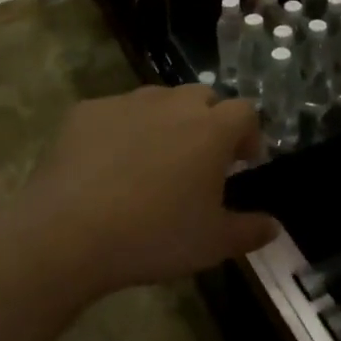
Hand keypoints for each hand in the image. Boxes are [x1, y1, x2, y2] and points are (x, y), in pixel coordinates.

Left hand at [17, 85, 280, 297]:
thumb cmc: (153, 236)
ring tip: (153, 162)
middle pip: (203, 97)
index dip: (249, 135)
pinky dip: (121, 131)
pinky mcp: (87, 111)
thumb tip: (274, 226)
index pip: (245, 112)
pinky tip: (106, 166)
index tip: (242, 164)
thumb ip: (249, 231)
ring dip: (166, 122)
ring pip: (158, 101)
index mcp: (211, 129)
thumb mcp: (211, 244)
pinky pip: (115, 113)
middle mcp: (173, 103)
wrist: (67, 233)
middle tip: (199, 160)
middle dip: (208, 121)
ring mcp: (127, 102)